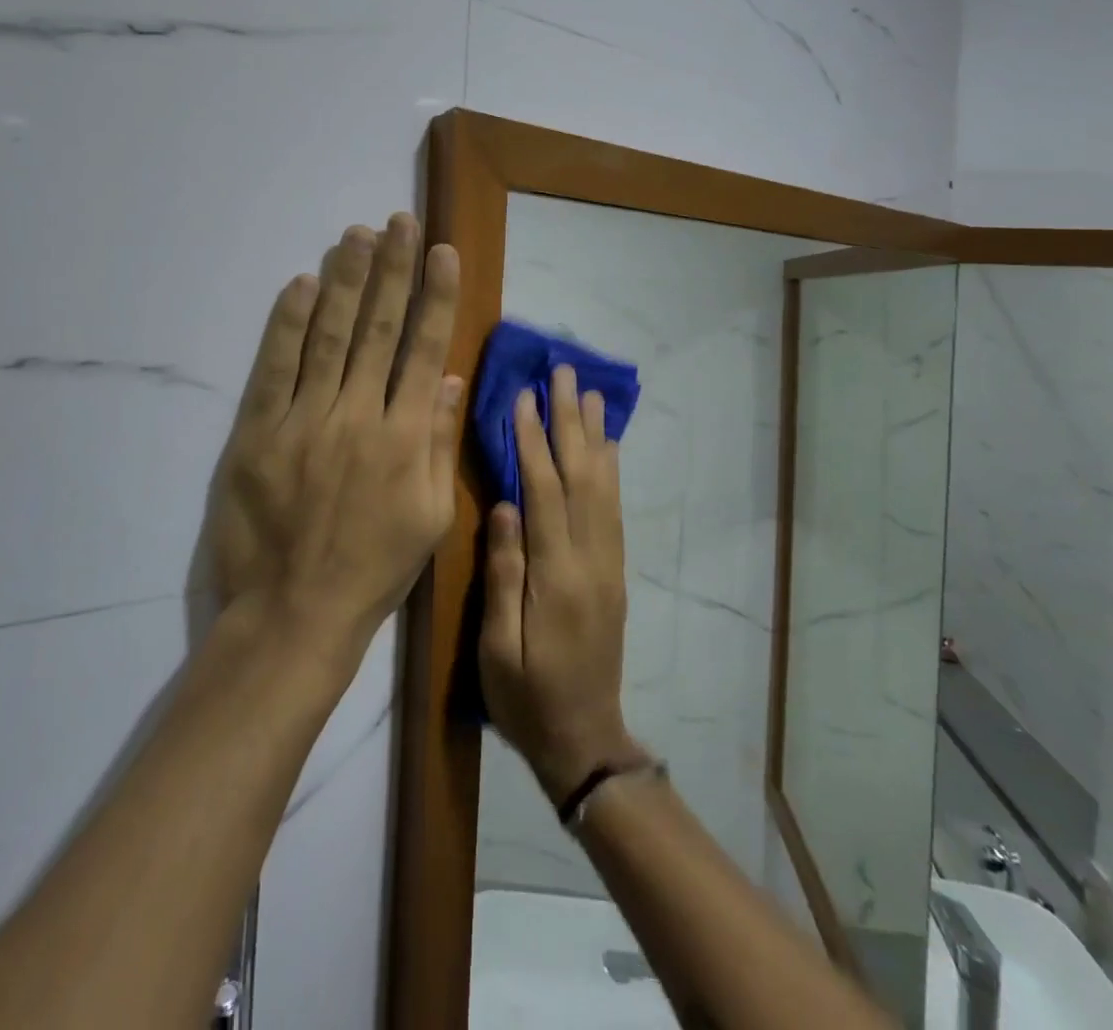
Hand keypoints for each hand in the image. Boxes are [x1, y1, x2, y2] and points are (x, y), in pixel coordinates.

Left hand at [201, 213, 462, 661]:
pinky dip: (288, 322)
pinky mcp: (257, 432)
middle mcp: (359, 416)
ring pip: (329, 336)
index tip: (442, 252)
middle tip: (399, 221)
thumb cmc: (374, 568)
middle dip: (392, 270)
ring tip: (356, 234)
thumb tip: (447, 378)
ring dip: (345, 280)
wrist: (295, 613)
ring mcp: (305, 421)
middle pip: (378, 329)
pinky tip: (302, 283)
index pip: (424, 349)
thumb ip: (439, 442)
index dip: (435, 296)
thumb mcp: (431, 515)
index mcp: (406, 437)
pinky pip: (274, 367)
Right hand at [480, 365, 640, 801]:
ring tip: (592, 395)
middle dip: (571, 422)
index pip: (544, 492)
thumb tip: (504, 505)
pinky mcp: (614, 572)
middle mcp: (590, 559)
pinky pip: (614, 509)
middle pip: (581, 476)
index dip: (534, 441)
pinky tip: (606, 448)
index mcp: (556, 576)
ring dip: (595, 437)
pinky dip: (610, 471)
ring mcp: (608, 564)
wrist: (585, 738)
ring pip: (603, 487)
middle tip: (566, 374)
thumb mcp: (498, 648)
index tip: (525, 397)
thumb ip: (504, 575)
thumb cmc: (527, 698)